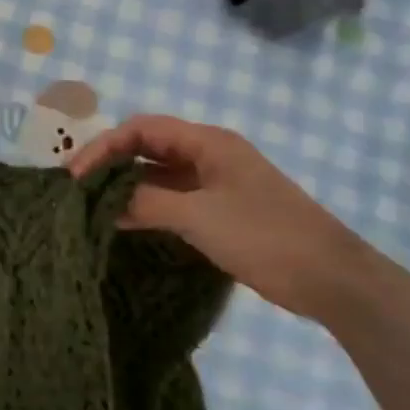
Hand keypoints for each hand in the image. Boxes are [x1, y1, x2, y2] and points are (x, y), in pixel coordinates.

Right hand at [68, 114, 385, 322]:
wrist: (333, 279)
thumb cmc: (265, 236)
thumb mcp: (198, 217)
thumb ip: (146, 203)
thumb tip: (102, 202)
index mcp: (207, 143)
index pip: (140, 129)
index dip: (103, 147)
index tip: (75, 176)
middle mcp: (208, 155)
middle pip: (146, 148)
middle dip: (109, 164)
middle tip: (77, 189)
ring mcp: (216, 183)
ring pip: (157, 175)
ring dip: (125, 187)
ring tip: (91, 206)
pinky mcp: (220, 210)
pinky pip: (171, 198)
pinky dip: (145, 206)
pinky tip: (122, 223)